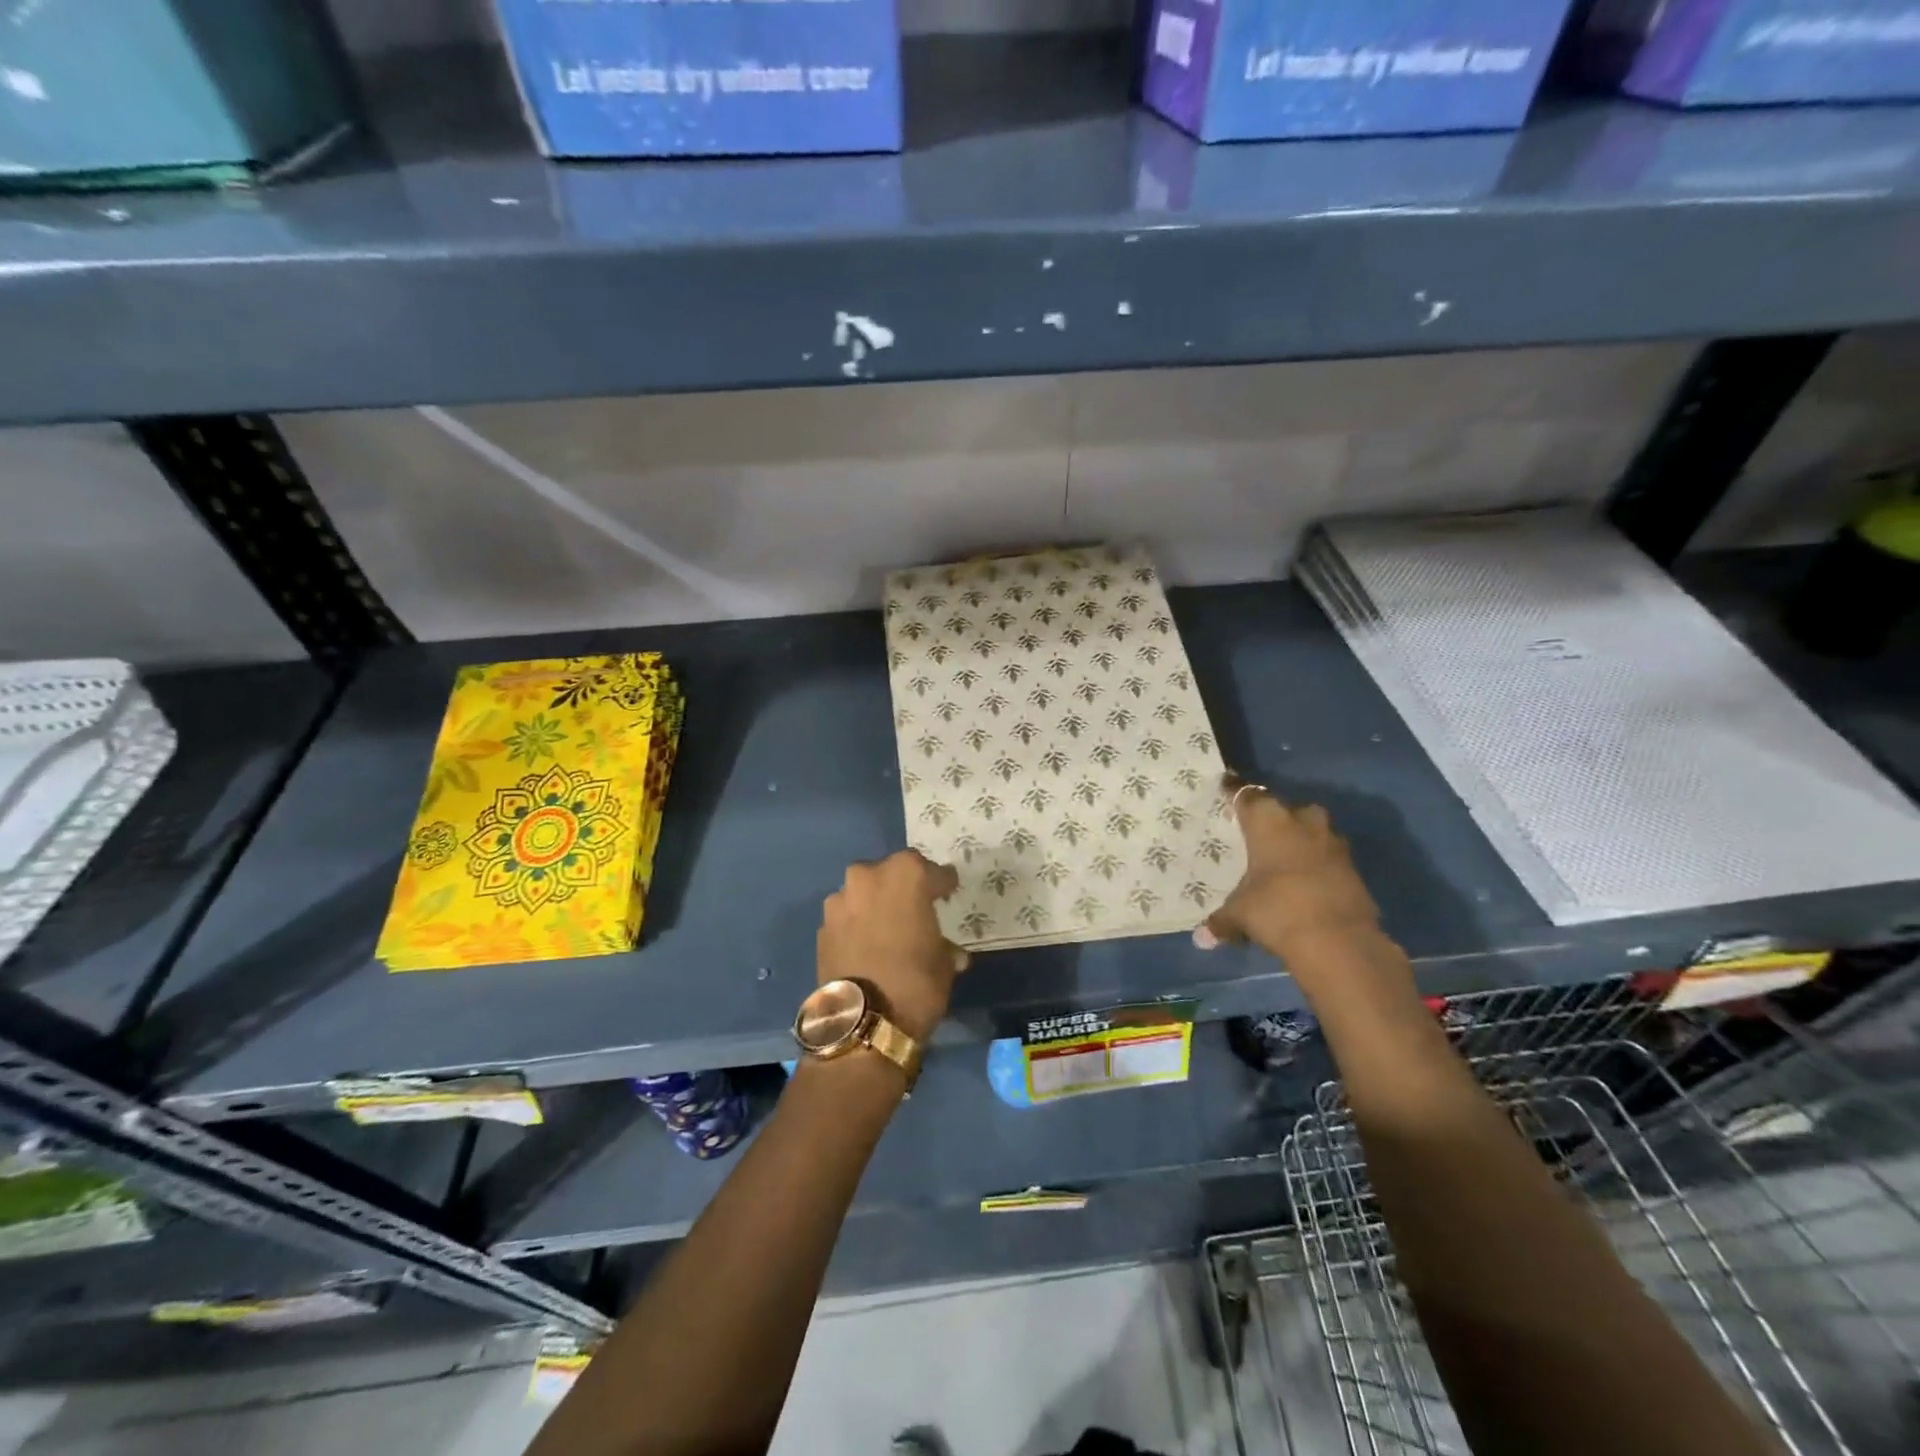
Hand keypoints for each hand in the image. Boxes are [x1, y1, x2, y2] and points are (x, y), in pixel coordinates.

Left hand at [817, 851, 968, 1041]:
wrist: (862, 1021)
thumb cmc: (916, 982)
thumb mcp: (945, 963)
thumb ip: (945, 946)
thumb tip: (951, 952)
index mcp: (907, 874)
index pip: (934, 871)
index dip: (944, 884)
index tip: (949, 894)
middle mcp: (869, 876)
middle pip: (893, 873)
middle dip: (904, 887)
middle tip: (916, 909)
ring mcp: (841, 900)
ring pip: (865, 892)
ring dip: (876, 904)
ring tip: (888, 929)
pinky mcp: (823, 925)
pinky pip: (847, 917)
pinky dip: (857, 925)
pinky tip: (867, 946)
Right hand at [1195, 777, 1385, 963]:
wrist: (1339, 940)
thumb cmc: (1277, 910)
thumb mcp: (1240, 914)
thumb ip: (1221, 920)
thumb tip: (1201, 938)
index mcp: (1267, 820)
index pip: (1245, 794)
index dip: (1233, 791)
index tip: (1225, 786)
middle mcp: (1301, 821)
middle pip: (1283, 808)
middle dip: (1271, 817)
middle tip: (1255, 832)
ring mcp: (1331, 842)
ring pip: (1310, 829)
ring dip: (1298, 838)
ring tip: (1281, 857)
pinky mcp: (1352, 866)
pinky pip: (1326, 854)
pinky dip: (1315, 862)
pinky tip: (1303, 880)